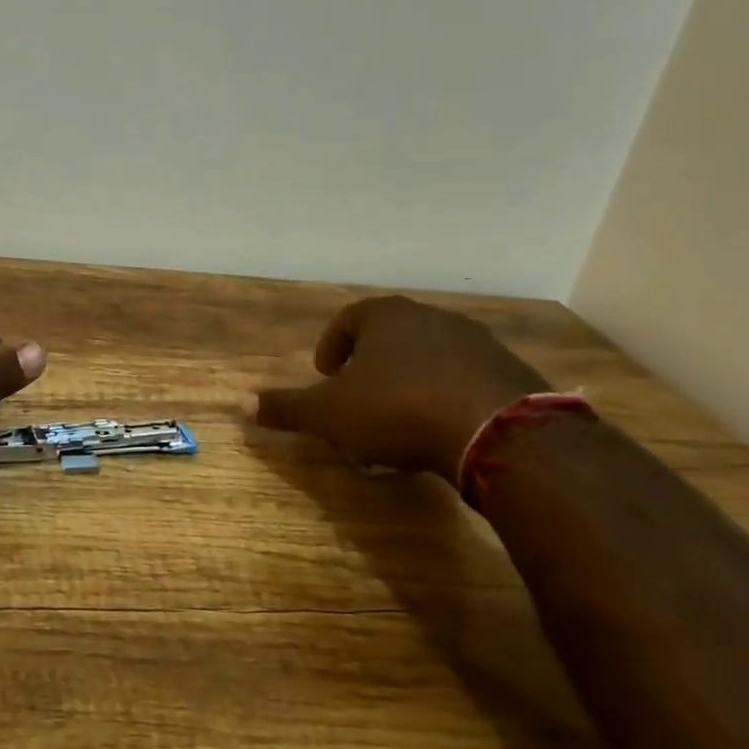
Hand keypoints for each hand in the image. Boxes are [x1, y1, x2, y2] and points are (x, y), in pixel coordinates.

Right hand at [242, 295, 547, 479]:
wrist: (498, 431)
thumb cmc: (397, 409)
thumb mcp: (329, 414)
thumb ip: (286, 407)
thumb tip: (239, 403)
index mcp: (385, 317)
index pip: (348, 319)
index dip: (331, 346)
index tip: (325, 375)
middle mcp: (430, 318)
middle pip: (389, 335)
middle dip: (369, 365)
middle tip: (357, 399)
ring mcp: (475, 342)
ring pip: (428, 356)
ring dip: (408, 380)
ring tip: (398, 419)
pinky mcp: (509, 371)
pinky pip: (465, 378)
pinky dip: (446, 396)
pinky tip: (441, 428)